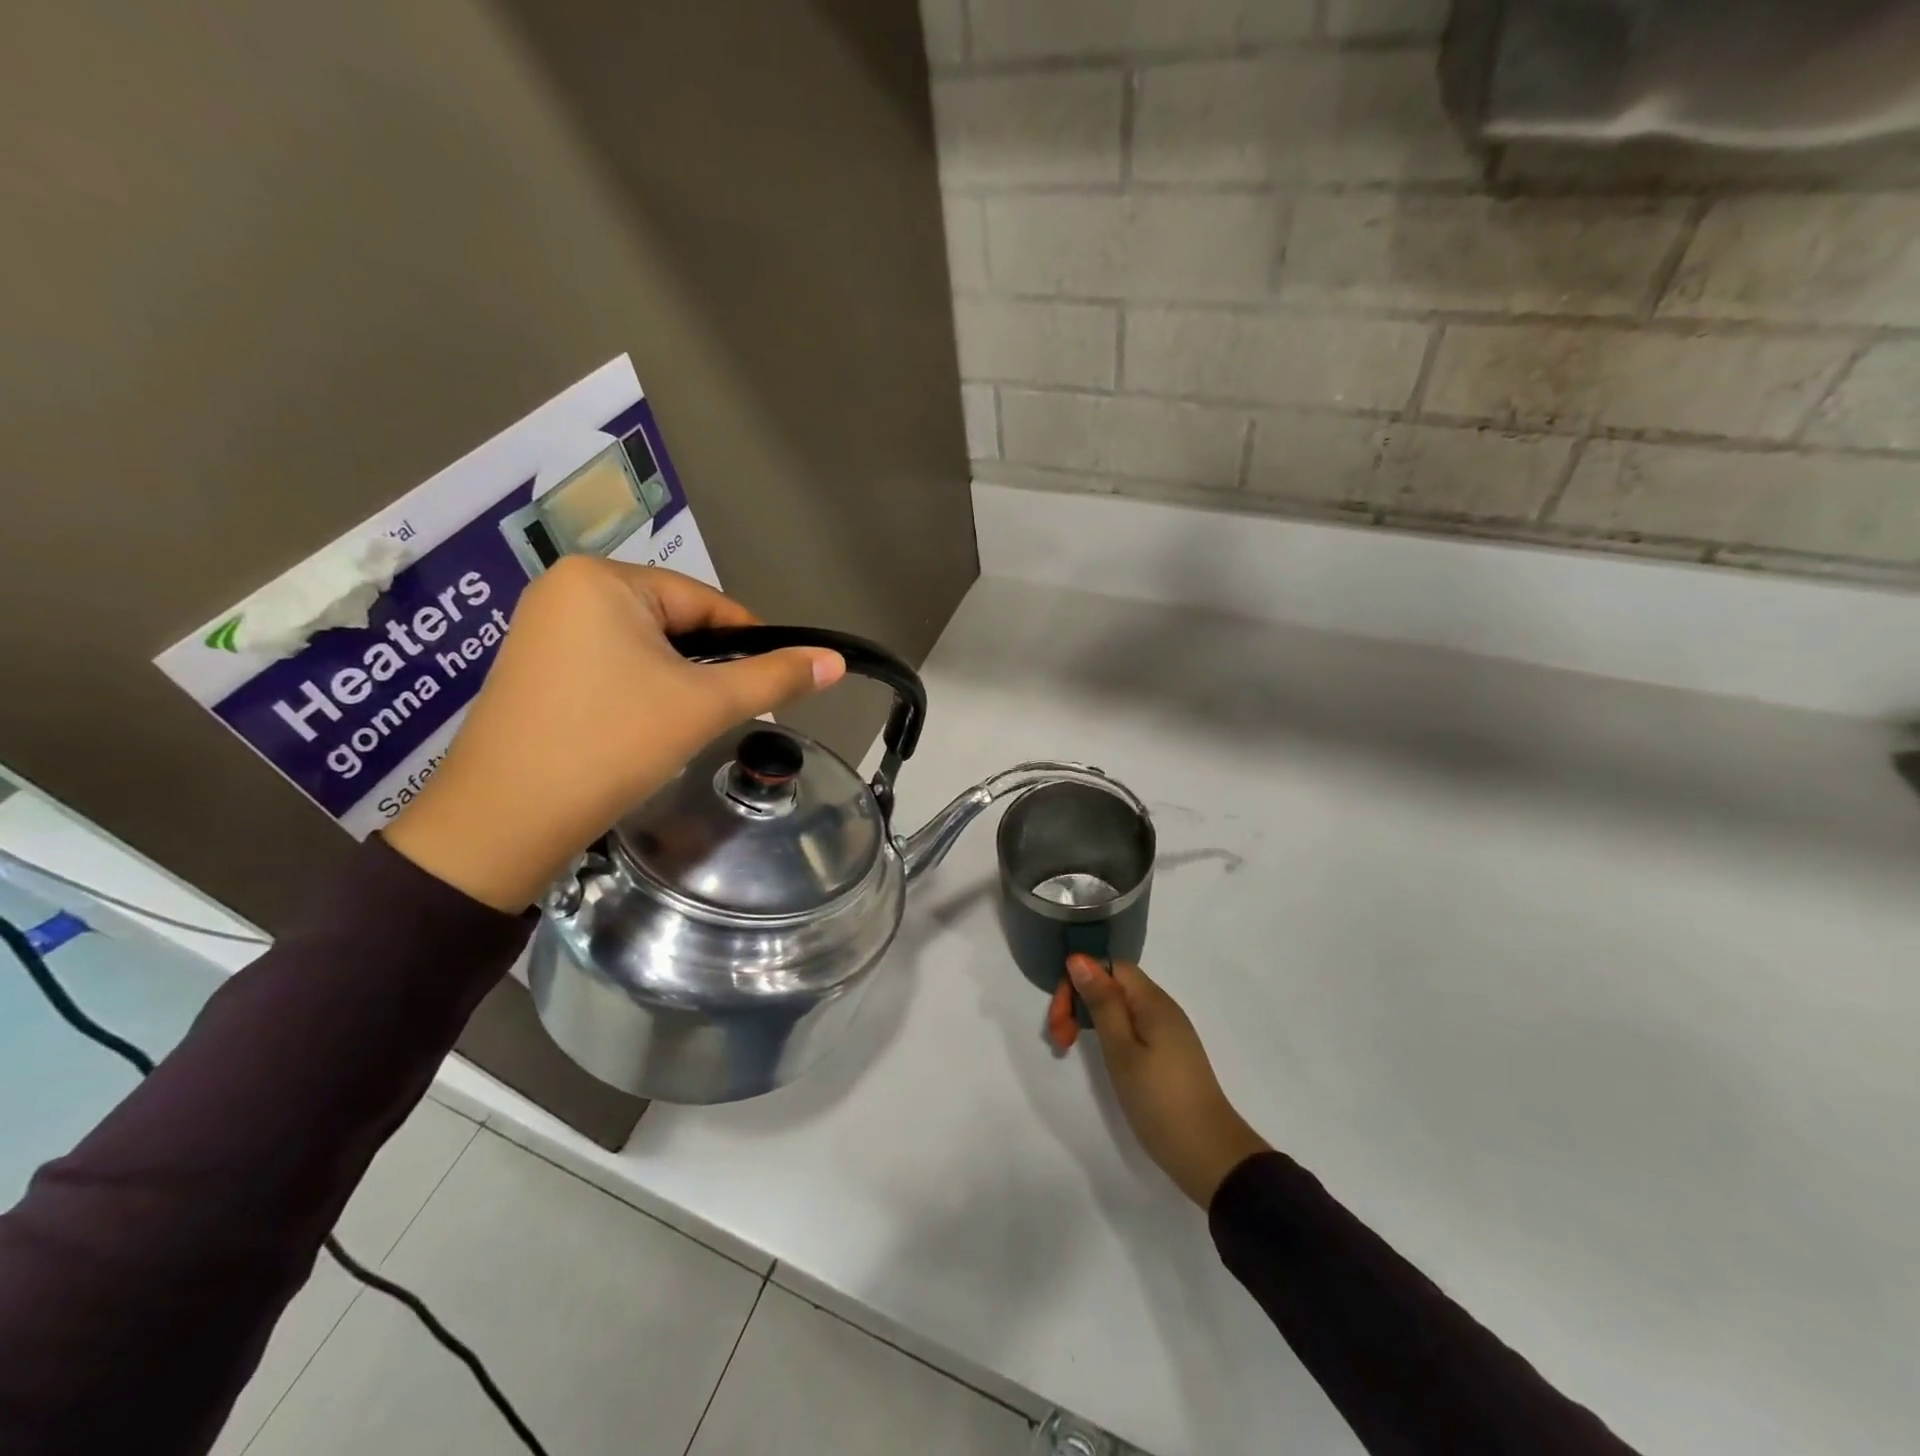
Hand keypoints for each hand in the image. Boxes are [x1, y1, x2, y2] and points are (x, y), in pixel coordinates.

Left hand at [385, 558, 844, 911]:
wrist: (504, 822)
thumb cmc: (611, 744)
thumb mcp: (705, 705)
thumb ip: (776, 677)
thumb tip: (837, 660)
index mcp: (603, 578)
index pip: (706, 603)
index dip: (748, 644)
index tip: (772, 686)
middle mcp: (565, 588)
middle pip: (674, 622)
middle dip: (706, 668)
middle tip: (722, 715)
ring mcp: (541, 627)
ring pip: (643, 647)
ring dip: (675, 682)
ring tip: (684, 726)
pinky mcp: (532, 666)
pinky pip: (609, 664)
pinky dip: (638, 691)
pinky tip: (642, 728)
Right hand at [1067, 954, 1269, 1207]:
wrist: (1209, 1156)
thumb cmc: (1159, 1100)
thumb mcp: (1121, 1050)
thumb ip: (1101, 1003)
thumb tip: (1079, 959)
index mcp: (1153, 1001)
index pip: (1110, 966)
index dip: (1080, 980)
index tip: (1061, 1015)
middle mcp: (1162, 1008)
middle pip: (1113, 985)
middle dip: (1080, 1002)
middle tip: (1060, 1039)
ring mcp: (1167, 1032)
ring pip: (1120, 1007)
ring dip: (1090, 1019)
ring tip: (1069, 1047)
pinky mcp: (1168, 1053)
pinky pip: (1132, 1027)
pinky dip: (1109, 1035)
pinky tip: (1101, 1057)